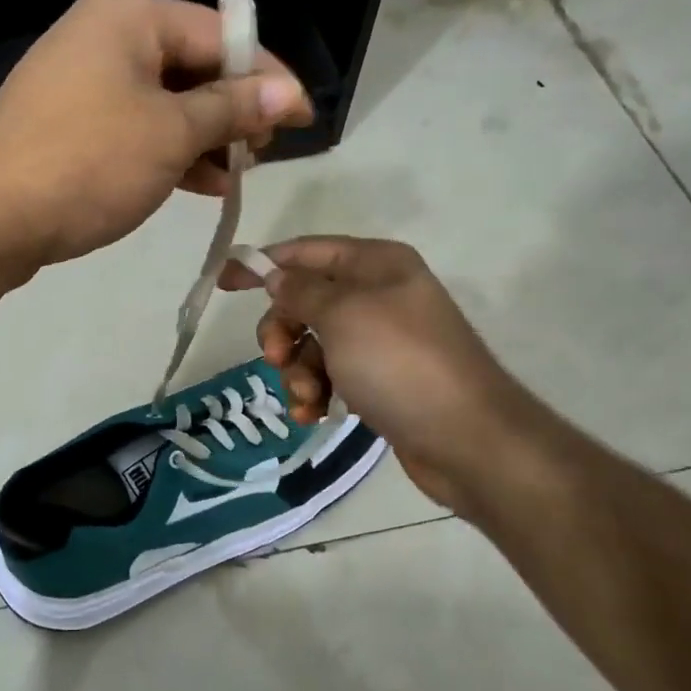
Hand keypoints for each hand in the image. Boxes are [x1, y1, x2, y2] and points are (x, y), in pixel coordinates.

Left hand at [0, 0, 312, 268]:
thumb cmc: (86, 164)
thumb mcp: (171, 134)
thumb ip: (233, 109)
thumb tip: (289, 94)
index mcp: (130, 15)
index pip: (222, 35)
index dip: (269, 78)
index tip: (305, 119)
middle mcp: (103, 34)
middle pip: (192, 65)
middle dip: (232, 112)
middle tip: (261, 155)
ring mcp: (79, 79)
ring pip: (163, 101)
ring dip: (202, 138)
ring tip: (232, 177)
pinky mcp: (65, 122)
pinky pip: (132, 126)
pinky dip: (165, 151)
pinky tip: (194, 184)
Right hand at [220, 237, 540, 516]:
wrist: (466, 439)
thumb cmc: (400, 363)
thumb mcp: (343, 315)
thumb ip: (301, 291)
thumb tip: (275, 275)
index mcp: (376, 264)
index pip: (306, 252)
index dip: (264, 263)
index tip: (224, 282)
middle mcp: (378, 295)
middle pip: (304, 301)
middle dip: (282, 331)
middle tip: (275, 357)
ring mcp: (379, 341)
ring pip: (312, 344)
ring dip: (296, 370)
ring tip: (306, 399)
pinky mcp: (378, 380)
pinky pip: (330, 375)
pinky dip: (316, 392)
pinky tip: (314, 415)